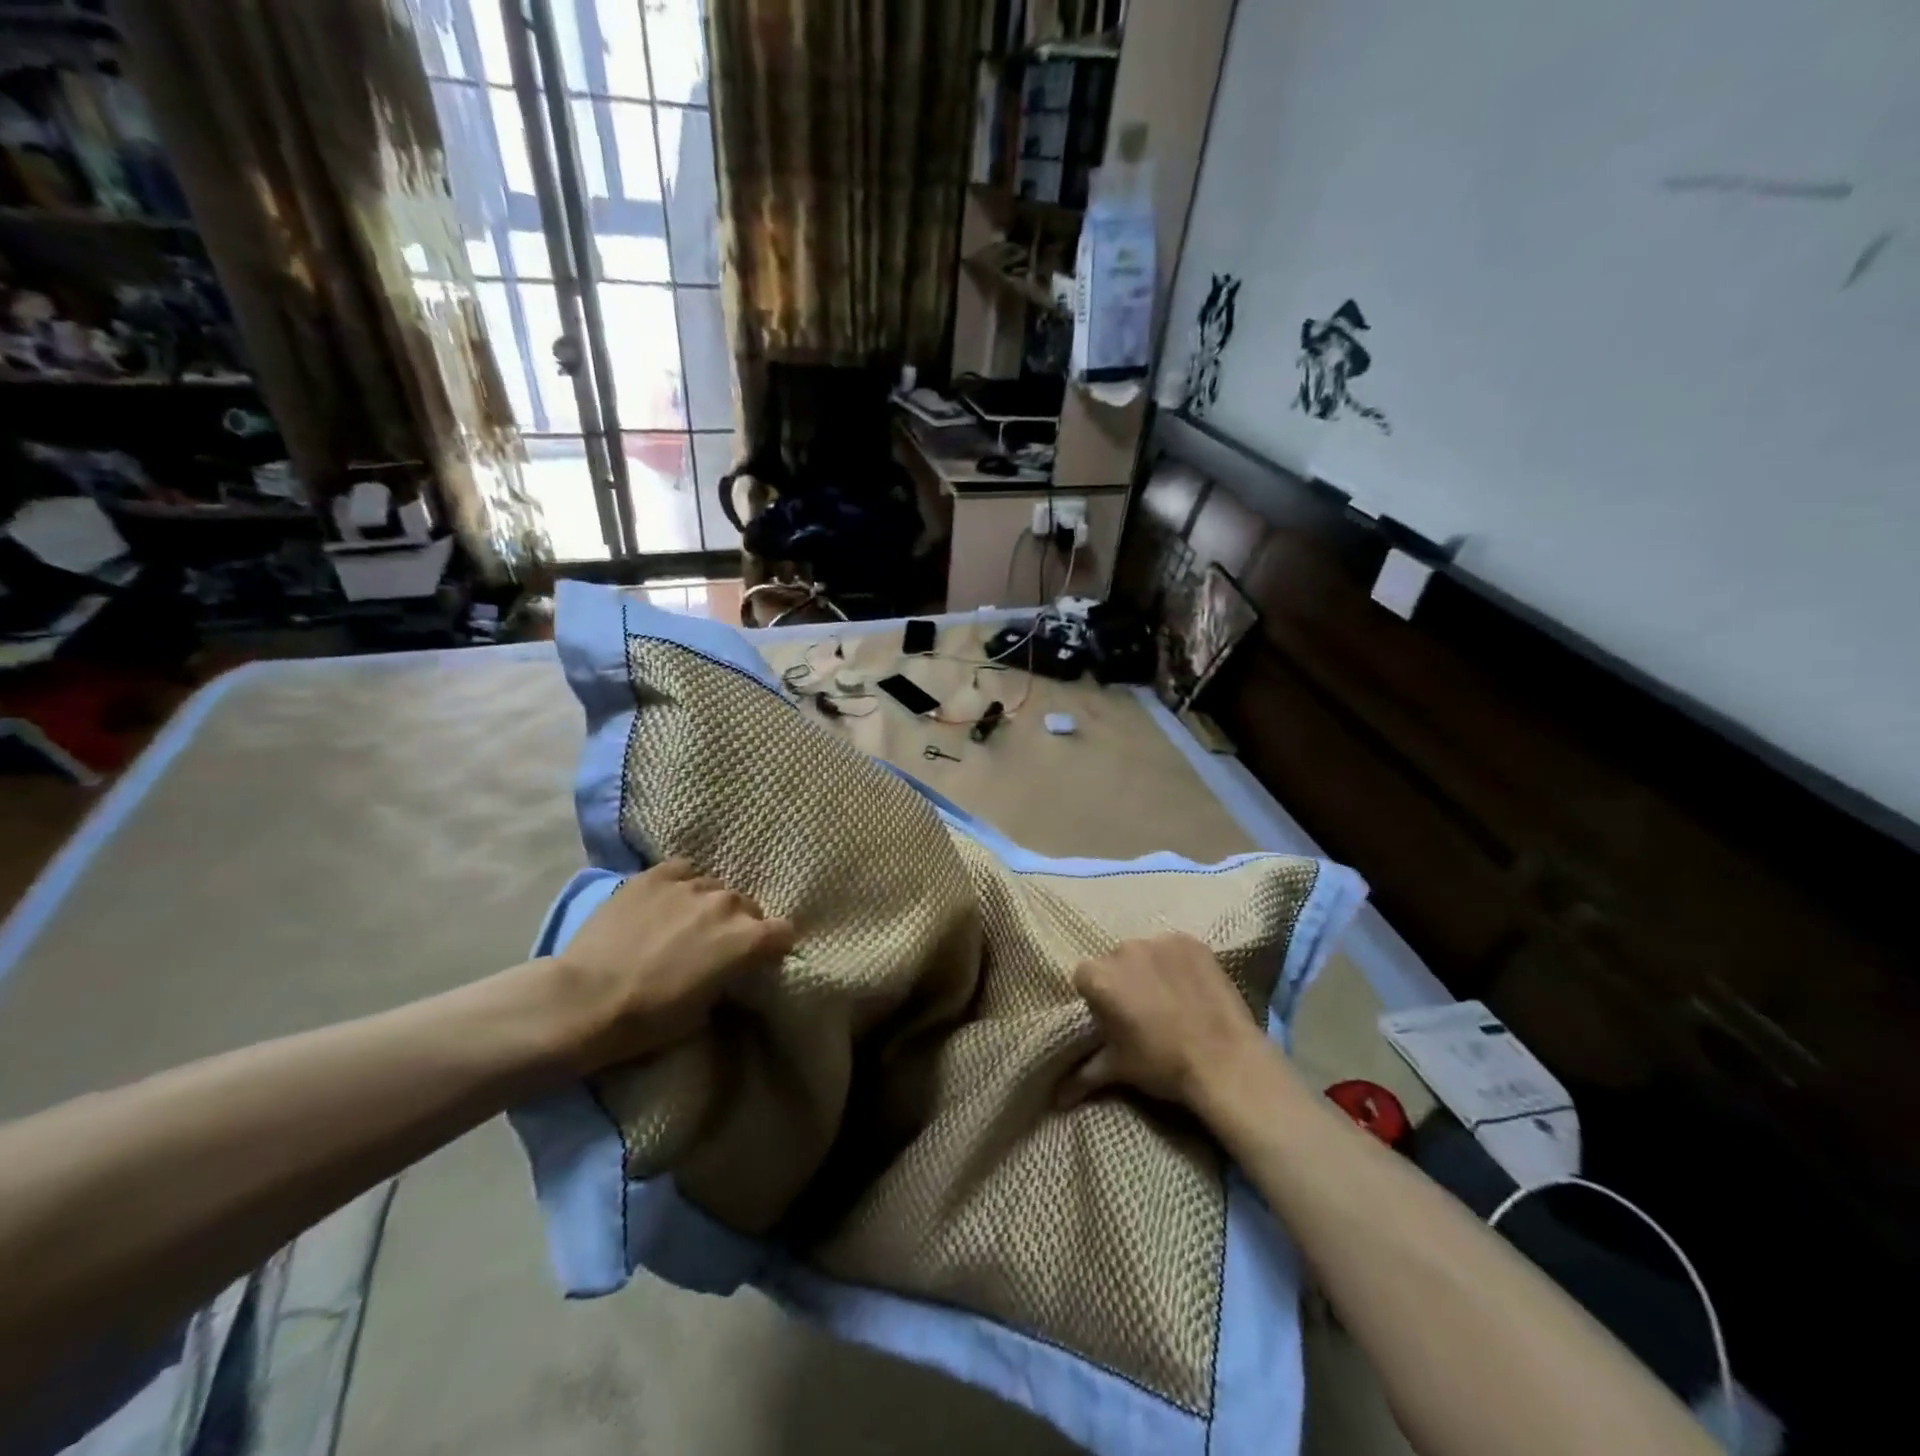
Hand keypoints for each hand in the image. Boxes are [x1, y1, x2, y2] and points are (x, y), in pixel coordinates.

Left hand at [540, 859, 794, 1075]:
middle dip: (738, 925)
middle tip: (714, 946)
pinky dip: (681, 885)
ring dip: (707, 906)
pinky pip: (683, 870)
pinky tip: (665, 902)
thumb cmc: (649, 1019)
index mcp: (747, 940)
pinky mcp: (656, 875)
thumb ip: (727, 978)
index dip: (774, 946)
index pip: (784, 932)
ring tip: (682, 924)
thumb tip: (726, 968)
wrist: (585, 1000)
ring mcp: (691, 885)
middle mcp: (727, 904)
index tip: (760, 958)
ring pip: (715, 888)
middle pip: (748, 907)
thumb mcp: (704, 1011)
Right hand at [1059, 932, 1271, 1110]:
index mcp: (1099, 977)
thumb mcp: (1118, 1069)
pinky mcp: (1191, 942)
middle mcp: (1124, 949)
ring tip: (1171, 999)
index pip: (1085, 977)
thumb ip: (1083, 1074)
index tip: (1113, 1018)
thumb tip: (1055, 1099)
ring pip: (1145, 953)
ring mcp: (1160, 942)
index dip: (1097, 998)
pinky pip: (1176, 949)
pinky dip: (1179, 964)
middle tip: (1142, 1011)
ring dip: (1151, 970)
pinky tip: (1192, 988)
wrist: (1225, 1061)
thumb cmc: (1163, 1064)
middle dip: (1123, 981)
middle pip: (1115, 961)